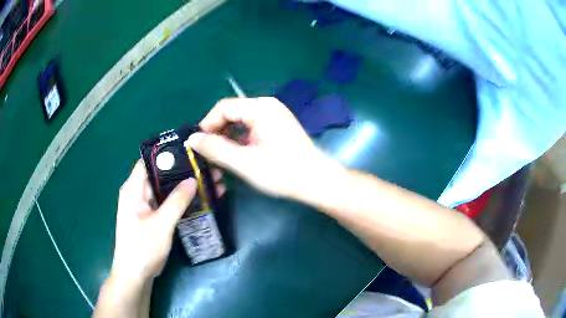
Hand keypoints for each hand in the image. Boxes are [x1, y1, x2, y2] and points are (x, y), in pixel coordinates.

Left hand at [110, 160, 196, 283]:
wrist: (135, 274)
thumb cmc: (142, 249)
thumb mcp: (160, 225)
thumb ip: (176, 202)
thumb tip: (193, 179)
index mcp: (133, 189)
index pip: (149, 160)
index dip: (168, 153)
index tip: (191, 150)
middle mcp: (138, 192)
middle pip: (160, 173)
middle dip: (183, 170)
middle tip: (207, 167)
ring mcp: (145, 204)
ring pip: (166, 188)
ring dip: (185, 185)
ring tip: (209, 181)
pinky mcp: (152, 215)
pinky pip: (167, 201)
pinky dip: (182, 199)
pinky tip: (201, 199)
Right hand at [188, 97, 334, 198]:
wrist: (317, 182)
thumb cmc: (282, 172)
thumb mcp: (244, 162)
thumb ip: (215, 149)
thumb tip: (192, 139)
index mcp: (260, 108)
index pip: (223, 107)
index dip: (207, 125)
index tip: (198, 145)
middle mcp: (267, 106)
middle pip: (232, 113)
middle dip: (217, 132)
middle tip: (208, 154)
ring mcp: (274, 116)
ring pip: (240, 122)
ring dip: (228, 138)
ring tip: (220, 157)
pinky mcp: (277, 127)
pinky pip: (251, 128)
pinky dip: (240, 140)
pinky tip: (237, 155)